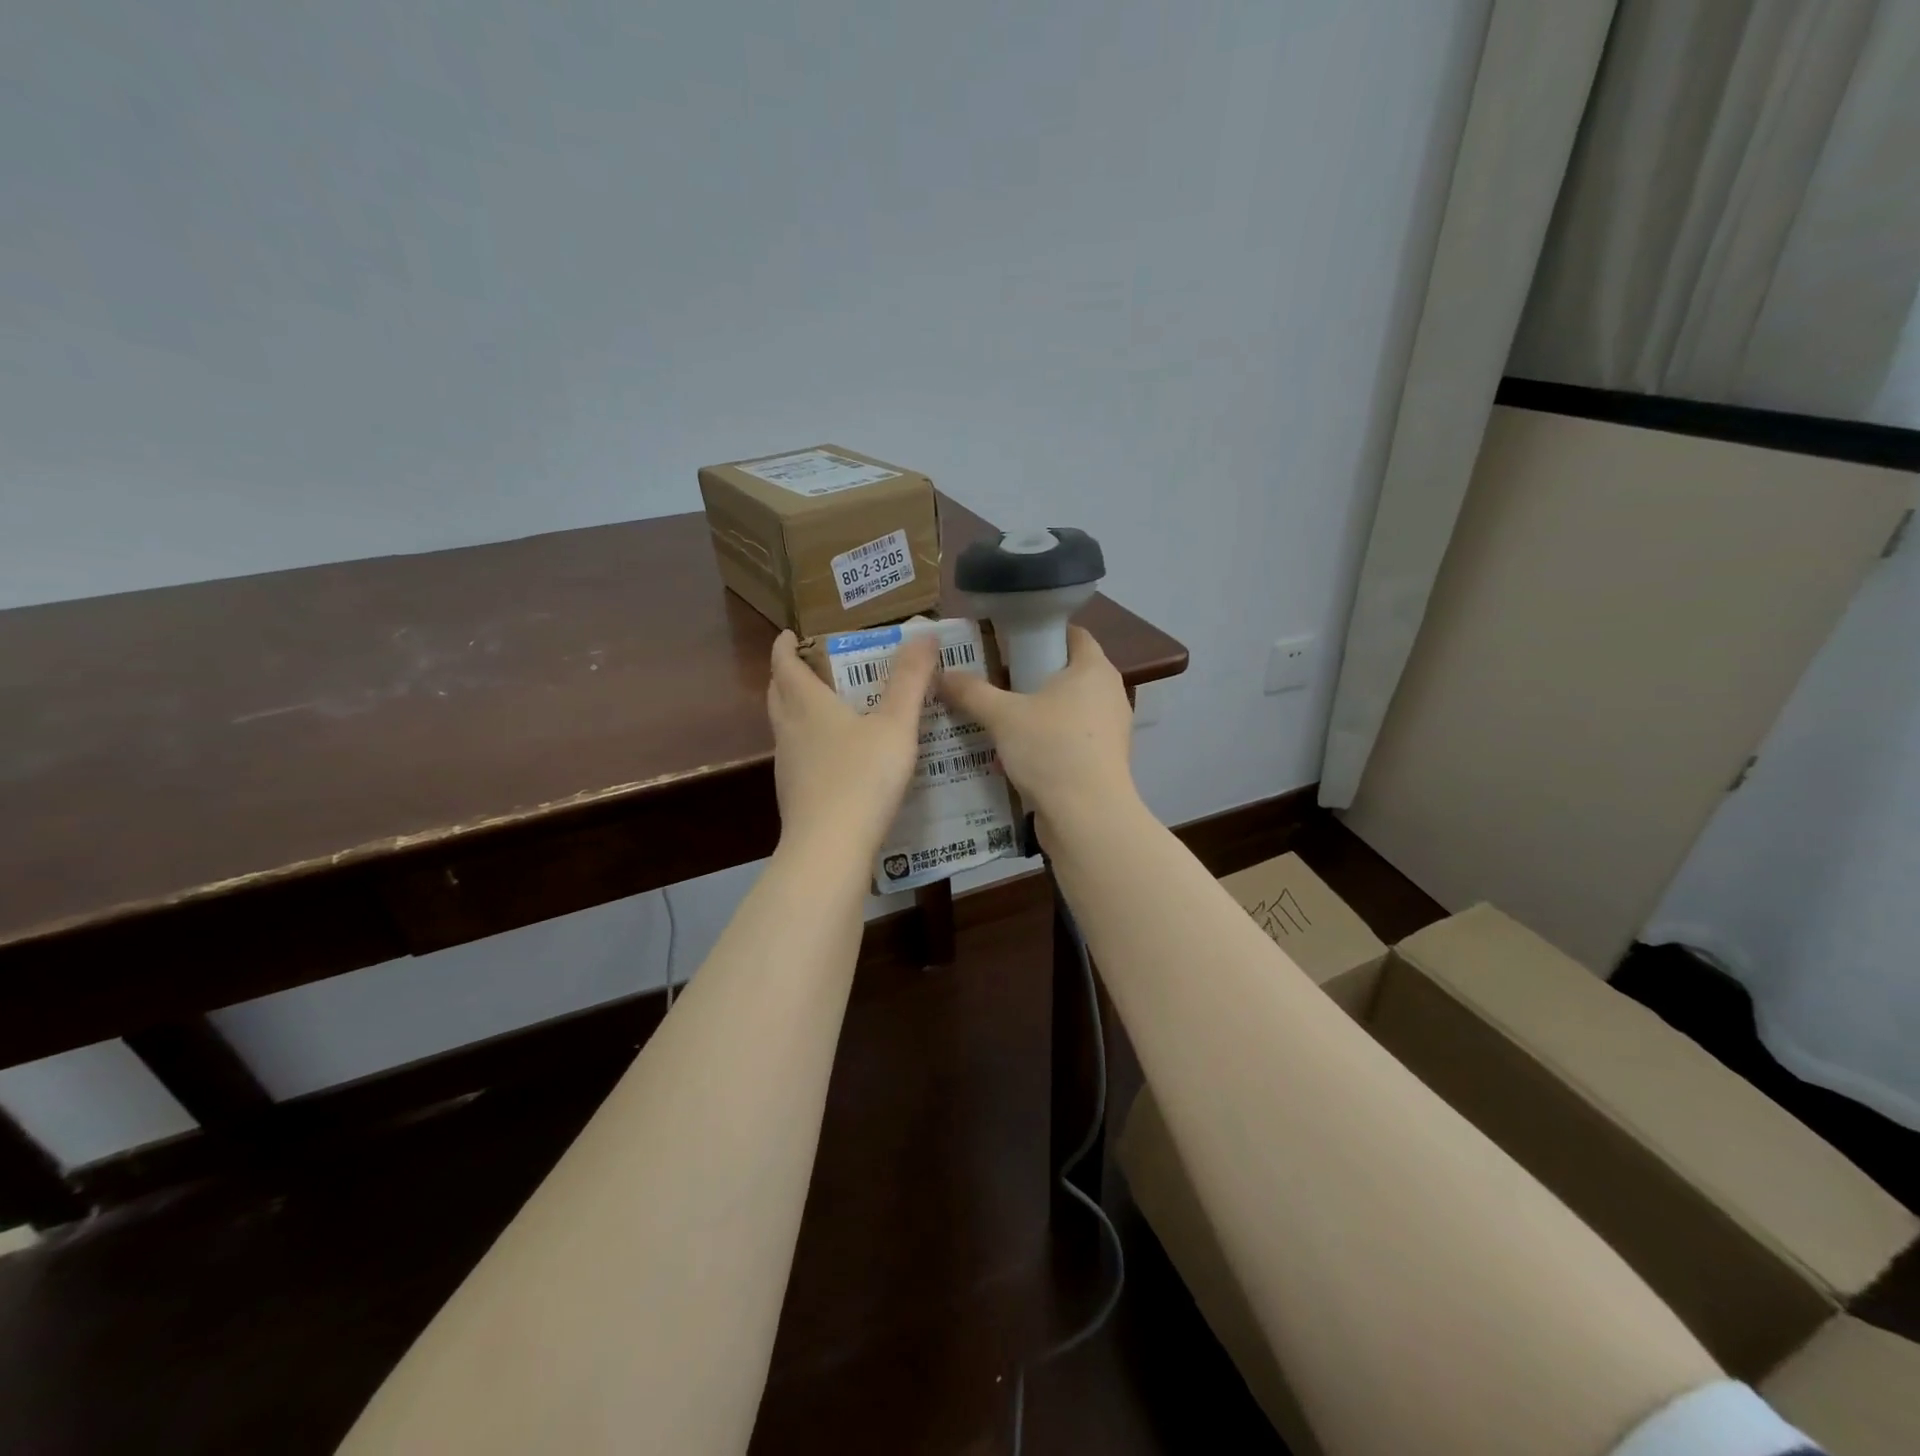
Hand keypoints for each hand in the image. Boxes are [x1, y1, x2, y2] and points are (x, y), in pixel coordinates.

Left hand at [766, 630, 938, 863]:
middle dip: (787, 676)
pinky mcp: (795, 797)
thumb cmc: (862, 777)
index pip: (785, 665)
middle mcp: (790, 732)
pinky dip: (809, 745)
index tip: (788, 634)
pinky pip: (798, 758)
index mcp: (807, 706)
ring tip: (825, 708)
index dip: (784, 647)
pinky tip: (836, 759)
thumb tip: (923, 633)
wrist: (830, 848)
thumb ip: (910, 680)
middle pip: (778, 695)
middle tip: (808, 665)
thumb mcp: (895, 724)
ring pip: (785, 728)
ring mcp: (788, 767)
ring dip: (797, 711)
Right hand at [937, 626, 1136, 837]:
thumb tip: (942, 674)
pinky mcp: (1102, 761)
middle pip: (1066, 673)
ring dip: (1034, 714)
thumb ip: (971, 692)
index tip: (1007, 640)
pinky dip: (1044, 742)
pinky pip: (1068, 740)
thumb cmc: (1051, 750)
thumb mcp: (1003, 716)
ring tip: (996, 718)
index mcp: (1094, 670)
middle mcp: (1109, 694)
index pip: (1072, 633)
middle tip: (992, 679)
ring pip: (1066, 710)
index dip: (1041, 631)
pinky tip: (1012, 754)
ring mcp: (1109, 731)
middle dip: (1030, 676)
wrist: (1088, 818)